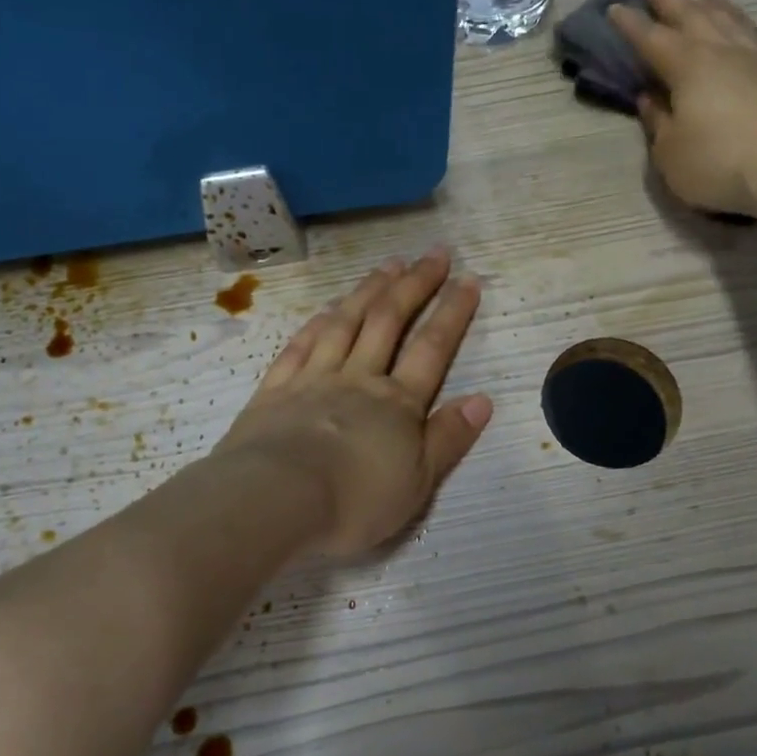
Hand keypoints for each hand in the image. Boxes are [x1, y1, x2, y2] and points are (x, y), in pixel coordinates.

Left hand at [213, 249, 492, 557]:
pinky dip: (318, 322)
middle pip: (389, 321)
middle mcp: (357, 379)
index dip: (453, 312)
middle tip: (434, 253)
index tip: (468, 279)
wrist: (274, 501)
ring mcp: (313, 379)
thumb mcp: (416, 483)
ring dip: (369, 291)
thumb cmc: (353, 502)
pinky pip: (301, 345)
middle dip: (415, 285)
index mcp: (396, 404)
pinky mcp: (275, 390)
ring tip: (388, 265)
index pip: (432, 349)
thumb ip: (448, 438)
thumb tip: (483, 399)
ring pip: (345, 323)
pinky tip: (328, 308)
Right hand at [609, 0, 756, 216]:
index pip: (652, 40)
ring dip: (707, 3)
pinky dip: (736, 22)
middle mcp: (721, 53)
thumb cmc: (716, 162)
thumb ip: (657, 122)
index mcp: (688, 68)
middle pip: (692, 17)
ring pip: (725, 20)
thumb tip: (649, 98)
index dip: (632, 25)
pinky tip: (736, 23)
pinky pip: (749, 34)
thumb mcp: (670, 152)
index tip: (616, 7)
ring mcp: (754, 61)